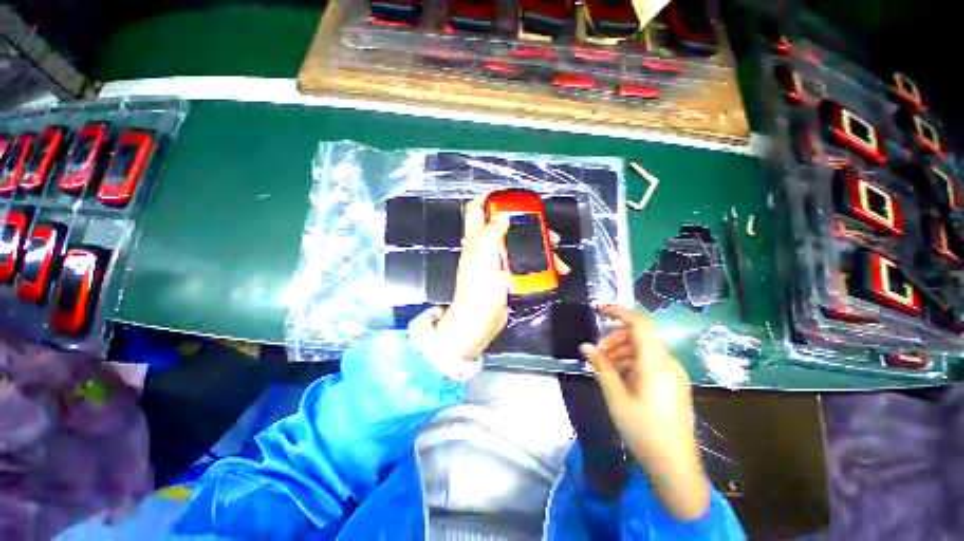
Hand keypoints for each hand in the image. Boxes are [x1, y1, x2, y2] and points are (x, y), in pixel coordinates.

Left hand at [436, 196, 568, 359]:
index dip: (490, 199)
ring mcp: (496, 263)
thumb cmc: (480, 292)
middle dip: (528, 226)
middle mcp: (485, 248)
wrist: (479, 324)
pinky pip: (523, 264)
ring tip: (558, 258)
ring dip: (539, 247)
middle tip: (548, 231)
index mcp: (476, 240)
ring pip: (519, 246)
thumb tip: (502, 216)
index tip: (511, 197)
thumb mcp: (484, 260)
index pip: (477, 210)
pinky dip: (537, 264)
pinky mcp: (505, 277)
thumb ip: (491, 235)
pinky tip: (552, 270)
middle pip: (506, 227)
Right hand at [580, 305, 709, 520]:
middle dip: (614, 338)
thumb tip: (585, 347)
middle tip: (596, 353)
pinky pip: (649, 362)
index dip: (619, 312)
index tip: (598, 310)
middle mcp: (668, 363)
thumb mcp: (616, 397)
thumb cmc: (643, 430)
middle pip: (639, 336)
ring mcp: (672, 374)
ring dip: (621, 351)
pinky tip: (617, 377)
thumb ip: (601, 367)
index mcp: (656, 363)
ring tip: (603, 366)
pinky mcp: (672, 384)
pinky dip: (631, 362)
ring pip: (643, 349)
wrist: (674, 466)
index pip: (640, 324)